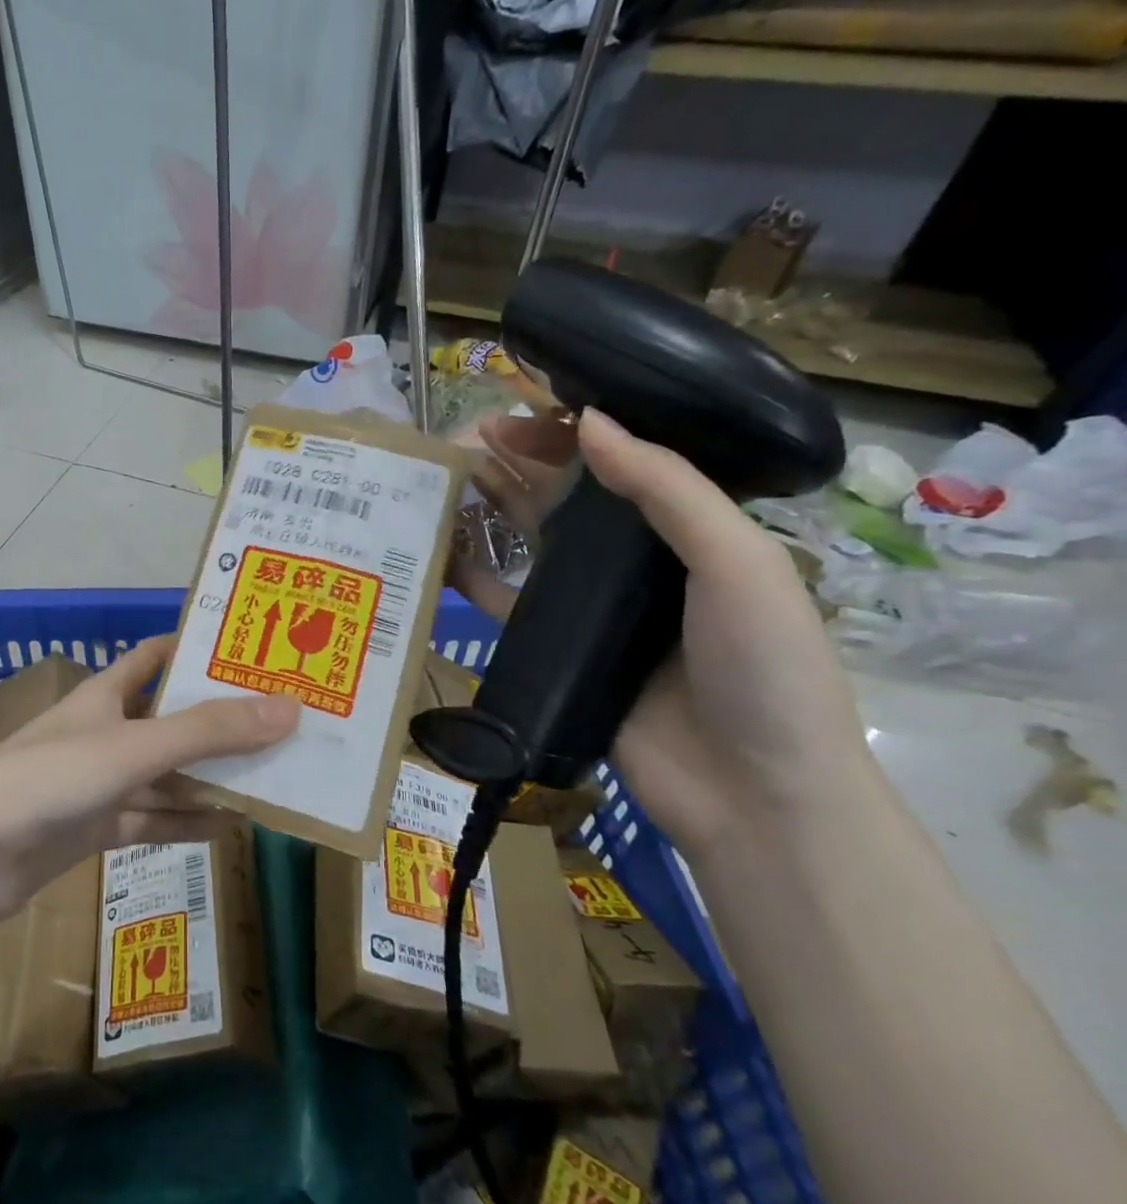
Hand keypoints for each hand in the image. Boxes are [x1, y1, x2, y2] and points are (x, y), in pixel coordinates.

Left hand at [0, 636, 299, 924]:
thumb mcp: (133, 747)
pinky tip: (230, 825)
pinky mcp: (95, 827)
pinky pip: (152, 820)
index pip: (155, 656)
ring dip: (209, 776)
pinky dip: (187, 822)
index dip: (196, 649)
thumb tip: (289, 708)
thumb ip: (208, 732)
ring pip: (166, 773)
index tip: (250, 648)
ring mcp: (99, 782)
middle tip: (282, 719)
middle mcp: (104, 731)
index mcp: (105, 694)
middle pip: (170, 718)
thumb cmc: (50, 778)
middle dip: (219, 719)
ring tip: (271, 774)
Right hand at [450, 408, 875, 858]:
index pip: (626, 464)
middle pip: (571, 497)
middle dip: (523, 462)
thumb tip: (589, 421)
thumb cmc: (764, 668)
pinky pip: (508, 601)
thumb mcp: (737, 563)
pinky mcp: (556, 649)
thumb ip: (668, 490)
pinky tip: (440, 548)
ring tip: (446, 476)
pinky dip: (474, 574)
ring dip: (493, 507)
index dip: (576, 432)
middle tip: (468, 436)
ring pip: (532, 542)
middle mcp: (638, 563)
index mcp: (691, 532)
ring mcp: (593, 608)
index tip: (525, 409)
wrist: (751, 794)